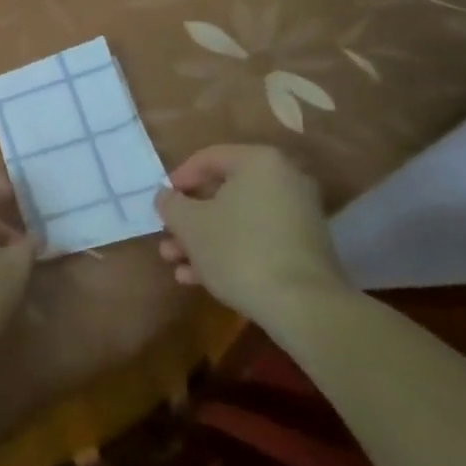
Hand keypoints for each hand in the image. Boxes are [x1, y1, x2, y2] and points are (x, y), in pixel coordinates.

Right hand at [154, 144, 347, 323]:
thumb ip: (171, 204)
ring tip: (174, 263)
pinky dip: (229, 252)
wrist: (303, 306)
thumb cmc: (238, 250)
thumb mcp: (190, 224)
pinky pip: (257, 240)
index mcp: (258, 162)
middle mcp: (284, 181)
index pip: (208, 158)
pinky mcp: (304, 249)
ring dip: (203, 240)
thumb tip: (165, 196)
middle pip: (223, 193)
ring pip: (238, 221)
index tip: (161, 202)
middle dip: (189, 219)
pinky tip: (198, 279)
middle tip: (166, 236)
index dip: (178, 179)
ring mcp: (298, 216)